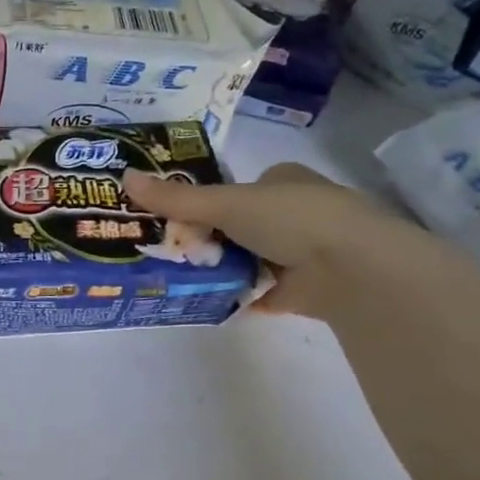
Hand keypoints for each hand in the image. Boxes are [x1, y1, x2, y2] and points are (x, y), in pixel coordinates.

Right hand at [123, 162, 436, 320]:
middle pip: (240, 224)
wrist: (354, 269)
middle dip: (210, 238)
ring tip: (181, 276)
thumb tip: (124, 177)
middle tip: (171, 249)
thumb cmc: (292, 218)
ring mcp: (304, 252)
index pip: (238, 187)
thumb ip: (176, 199)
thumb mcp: (225, 203)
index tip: (175, 218)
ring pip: (251, 257)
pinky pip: (262, 292)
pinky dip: (240, 296)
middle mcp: (297, 212)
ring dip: (224, 267)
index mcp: (284, 180)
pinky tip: (210, 302)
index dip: (208, 201)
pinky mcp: (306, 289)